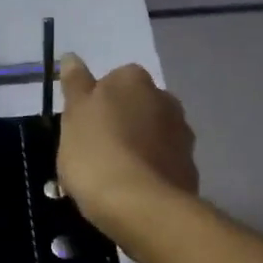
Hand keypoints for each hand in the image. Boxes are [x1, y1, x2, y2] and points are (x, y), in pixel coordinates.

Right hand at [56, 56, 198, 237]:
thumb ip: (75, 84)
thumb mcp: (73, 115)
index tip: (82, 128)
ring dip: (136, 146)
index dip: (95, 104)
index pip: (112, 80)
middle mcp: (165, 98)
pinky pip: (162, 162)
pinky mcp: (189, 167)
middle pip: (135, 106)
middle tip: (93, 152)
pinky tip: (131, 192)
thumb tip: (72, 56)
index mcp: (133, 80)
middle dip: (120, 123)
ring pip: (151, 134)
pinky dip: (149, 170)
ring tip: (111, 176)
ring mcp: (182, 134)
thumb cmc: (96, 153)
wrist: (140, 205)